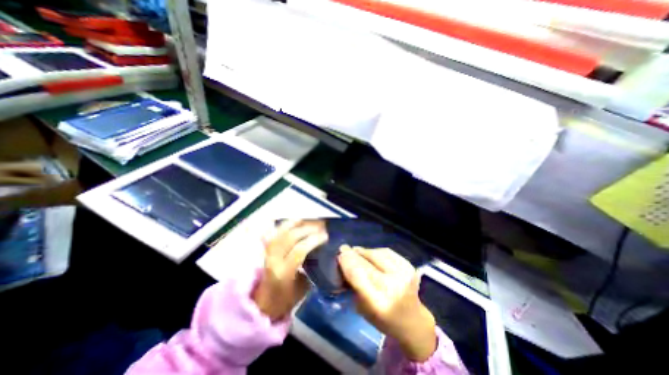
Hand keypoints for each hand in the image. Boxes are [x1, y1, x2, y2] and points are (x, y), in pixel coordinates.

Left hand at [252, 222, 328, 320]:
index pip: (299, 250)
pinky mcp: (264, 251)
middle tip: (319, 226)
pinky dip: (281, 226)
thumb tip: (318, 254)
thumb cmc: (284, 300)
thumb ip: (309, 269)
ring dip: (294, 224)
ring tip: (306, 219)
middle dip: (307, 229)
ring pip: (280, 232)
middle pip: (290, 237)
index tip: (325, 236)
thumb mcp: (302, 289)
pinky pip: (272, 234)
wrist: (260, 306)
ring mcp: (267, 254)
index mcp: (284, 272)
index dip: (313, 240)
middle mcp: (273, 260)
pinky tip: (289, 222)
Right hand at [337, 245, 436, 361]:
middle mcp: (393, 286)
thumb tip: (343, 259)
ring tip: (357, 251)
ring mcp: (403, 274)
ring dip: (364, 251)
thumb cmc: (382, 318)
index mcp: (378, 303)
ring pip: (377, 253)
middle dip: (353, 254)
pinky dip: (376, 251)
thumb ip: (352, 283)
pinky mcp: (409, 266)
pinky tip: (370, 253)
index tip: (339, 253)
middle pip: (366, 262)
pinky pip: (387, 251)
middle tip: (344, 249)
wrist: (412, 320)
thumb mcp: (361, 307)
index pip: (358, 274)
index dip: (347, 261)